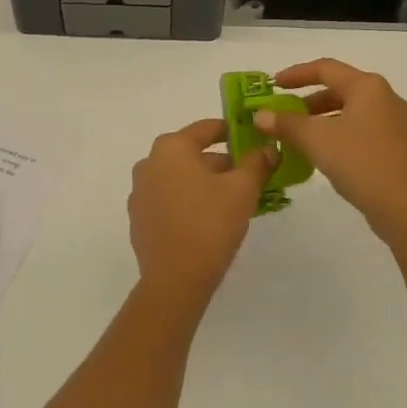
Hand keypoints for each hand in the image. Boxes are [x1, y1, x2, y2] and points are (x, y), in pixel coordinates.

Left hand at [128, 119, 276, 305]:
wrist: (174, 279)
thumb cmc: (210, 224)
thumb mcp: (242, 190)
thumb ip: (256, 163)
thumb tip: (268, 148)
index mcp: (172, 148)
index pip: (207, 128)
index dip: (233, 131)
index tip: (253, 140)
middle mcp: (149, 163)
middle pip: (192, 153)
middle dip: (221, 162)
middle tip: (248, 176)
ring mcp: (140, 191)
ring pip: (179, 176)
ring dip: (204, 182)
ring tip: (232, 200)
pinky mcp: (138, 217)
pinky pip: (168, 198)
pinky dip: (187, 200)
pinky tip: (207, 219)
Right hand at [254, 59, 406, 237]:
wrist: (405, 207)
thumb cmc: (359, 161)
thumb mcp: (315, 139)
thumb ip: (286, 124)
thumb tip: (260, 115)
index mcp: (368, 86)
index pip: (325, 68)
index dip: (296, 74)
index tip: (272, 85)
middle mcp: (386, 97)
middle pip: (340, 89)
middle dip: (308, 100)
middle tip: (284, 114)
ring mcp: (397, 123)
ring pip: (351, 111)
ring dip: (322, 119)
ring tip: (299, 136)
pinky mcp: (399, 146)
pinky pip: (362, 129)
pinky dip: (339, 133)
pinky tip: (324, 153)